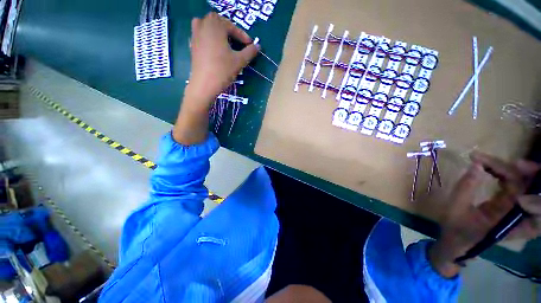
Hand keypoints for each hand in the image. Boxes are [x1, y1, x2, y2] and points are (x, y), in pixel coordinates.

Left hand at [185, 12, 258, 109]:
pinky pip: (202, 35)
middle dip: (230, 31)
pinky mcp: (192, 45)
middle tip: (239, 43)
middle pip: (219, 23)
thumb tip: (258, 46)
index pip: (232, 26)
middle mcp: (203, 25)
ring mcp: (195, 34)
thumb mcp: (239, 61)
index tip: (250, 45)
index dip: (243, 36)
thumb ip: (250, 52)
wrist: (204, 84)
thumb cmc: (223, 70)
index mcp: (215, 25)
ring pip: (209, 27)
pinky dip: (210, 38)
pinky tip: (215, 49)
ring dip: (218, 32)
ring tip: (226, 43)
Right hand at [429, 152, 540, 277]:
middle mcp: (517, 213)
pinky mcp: (507, 205)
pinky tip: (487, 168)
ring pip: (519, 182)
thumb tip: (476, 164)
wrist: (456, 245)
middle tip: (480, 158)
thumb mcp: (455, 210)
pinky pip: (511, 185)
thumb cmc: (455, 230)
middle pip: (524, 183)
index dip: (511, 172)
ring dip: (504, 168)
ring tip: (482, 161)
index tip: (490, 161)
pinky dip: (501, 173)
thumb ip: (466, 188)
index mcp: (508, 218)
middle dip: (507, 166)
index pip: (520, 189)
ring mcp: (513, 209)